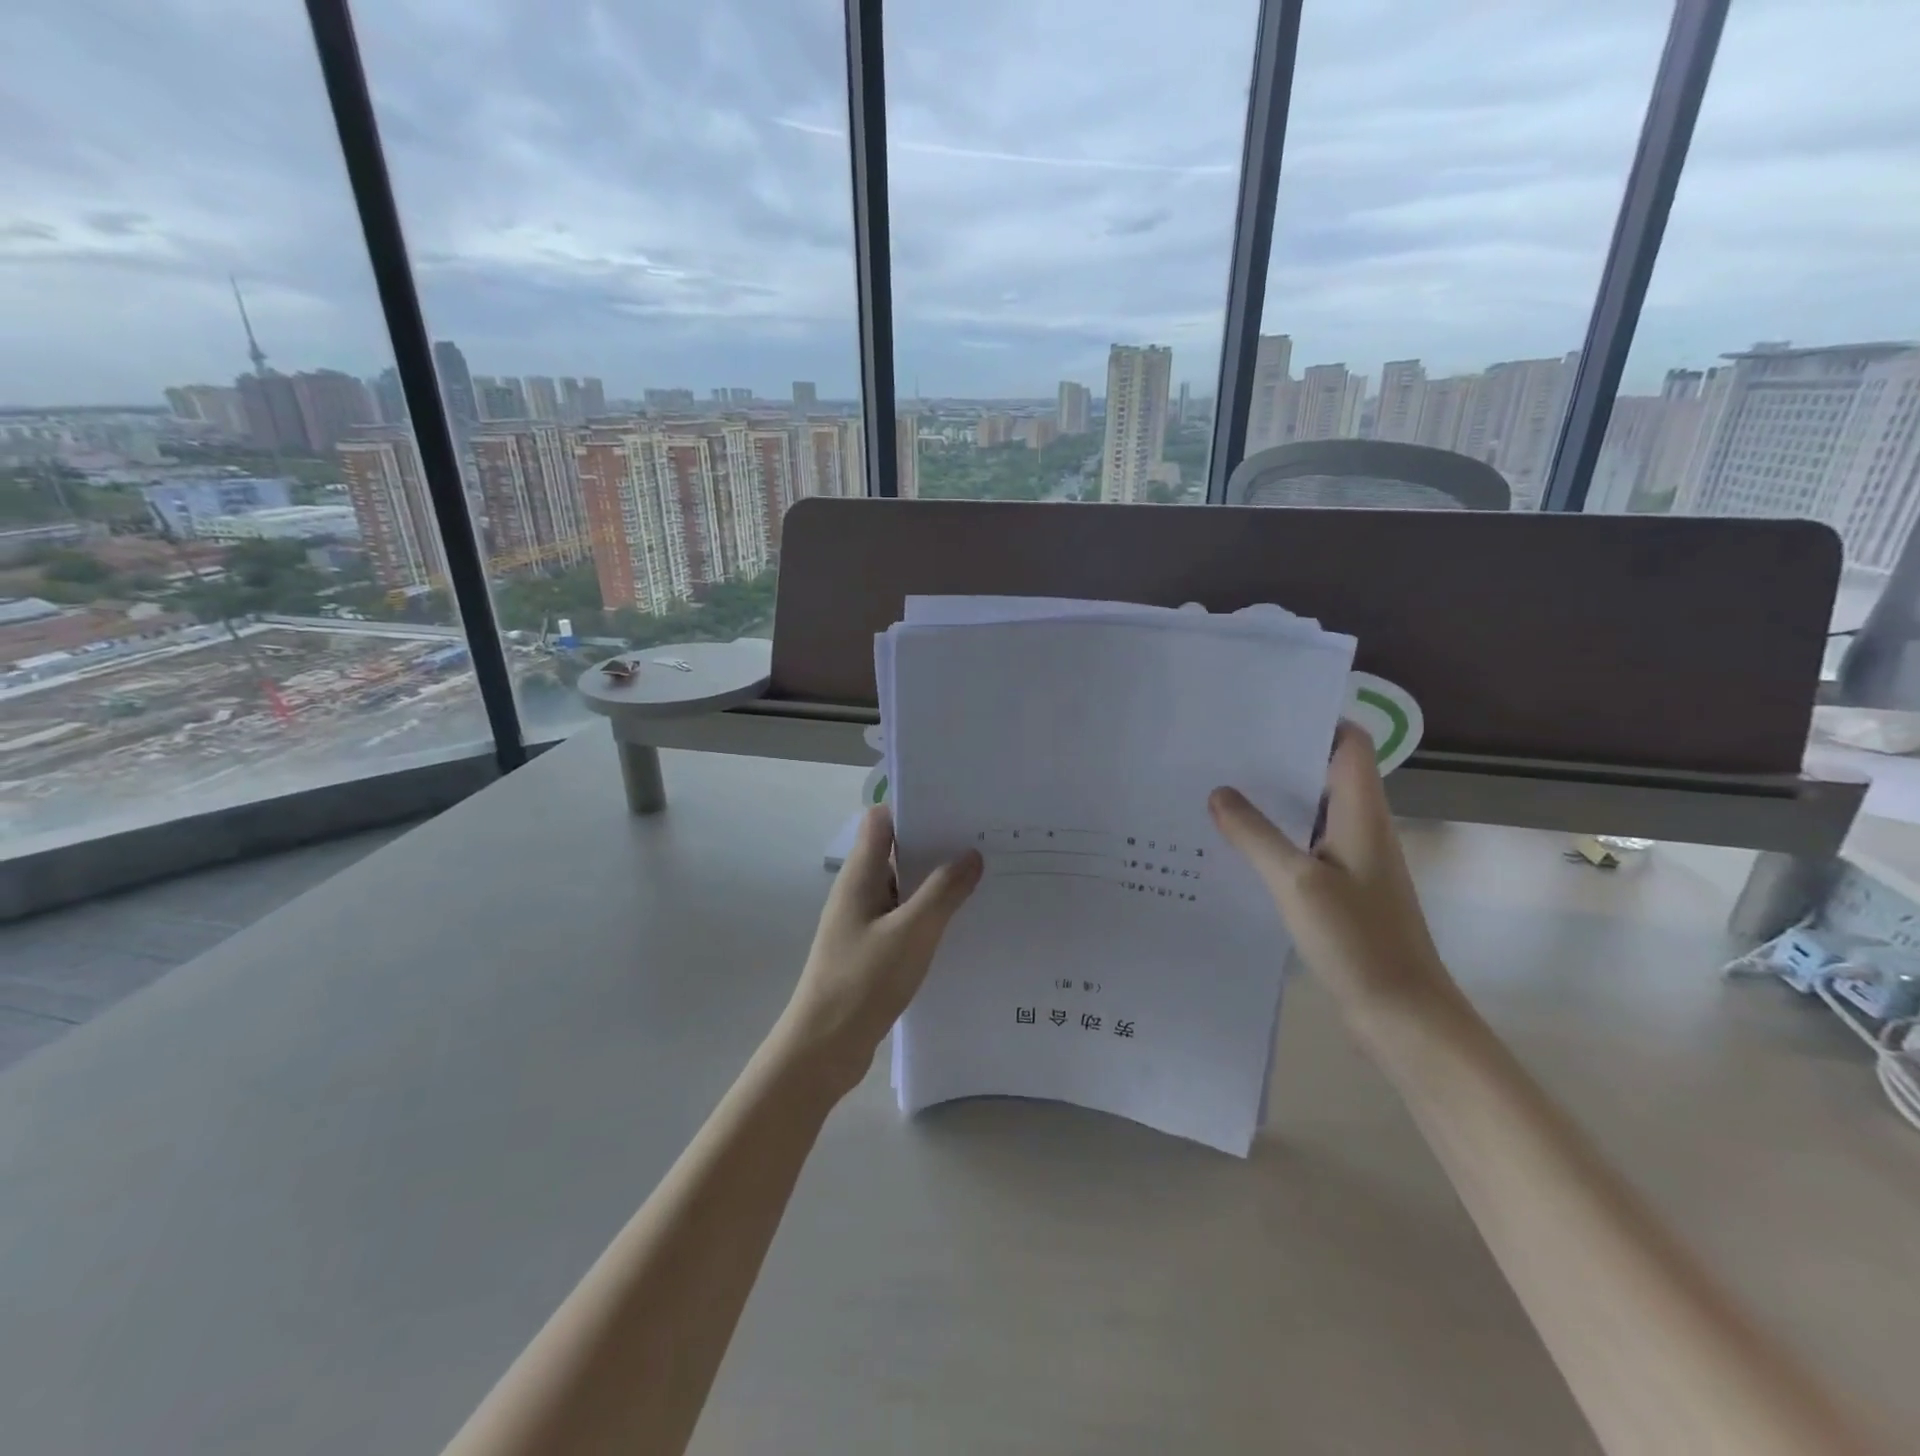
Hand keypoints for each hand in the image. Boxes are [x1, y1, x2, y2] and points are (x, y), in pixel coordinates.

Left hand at [775, 806, 982, 1099]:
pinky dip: (928, 914)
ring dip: (935, 882)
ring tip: (983, 878)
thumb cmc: (863, 982)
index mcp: (859, 876)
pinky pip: (904, 919)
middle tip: (984, 841)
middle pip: (896, 851)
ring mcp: (863, 922)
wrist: (823, 1049)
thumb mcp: (912, 933)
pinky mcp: (871, 950)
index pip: (882, 820)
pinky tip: (961, 924)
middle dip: (936, 845)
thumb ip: (943, 892)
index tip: (956, 807)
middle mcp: (858, 892)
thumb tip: (971, 854)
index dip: (914, 807)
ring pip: (903, 888)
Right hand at [1209, 723, 1454, 1021]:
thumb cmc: (1357, 940)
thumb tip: (1219, 792)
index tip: (1264, 711)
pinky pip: (1304, 847)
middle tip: (1223, 747)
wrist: (1402, 1015)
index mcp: (1362, 813)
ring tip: (1219, 787)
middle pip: (1325, 773)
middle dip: (1280, 757)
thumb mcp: (1296, 882)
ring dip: (1274, 799)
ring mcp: (1353, 861)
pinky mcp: (1341, 890)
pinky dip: (1275, 837)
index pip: (1348, 744)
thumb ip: (1255, 834)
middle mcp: (1361, 828)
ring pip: (1312, 812)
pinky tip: (1236, 845)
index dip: (1315, 719)